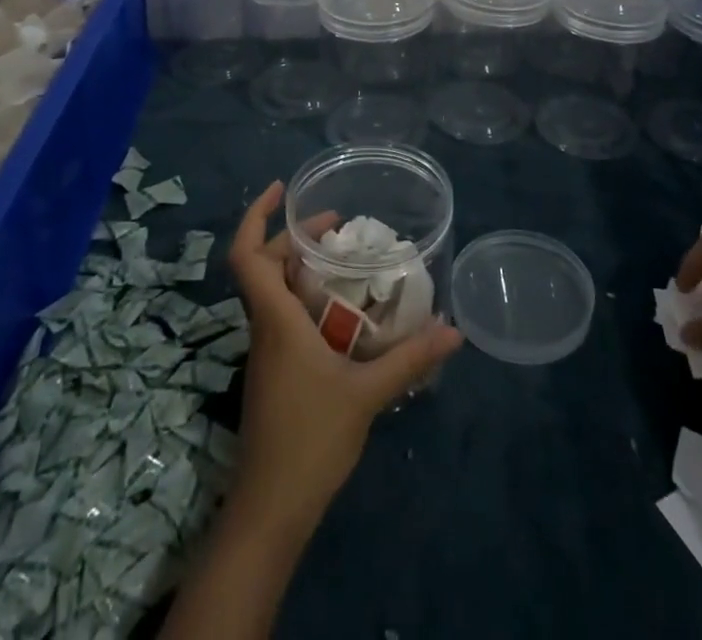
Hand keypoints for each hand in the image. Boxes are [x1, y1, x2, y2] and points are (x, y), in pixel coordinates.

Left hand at [225, 181, 463, 530]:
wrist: (269, 512)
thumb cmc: (310, 441)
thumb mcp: (367, 395)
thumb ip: (410, 359)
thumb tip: (454, 330)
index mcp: (276, 319)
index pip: (247, 255)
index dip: (256, 215)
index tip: (280, 188)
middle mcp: (265, 328)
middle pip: (265, 266)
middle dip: (294, 236)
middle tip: (337, 225)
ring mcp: (266, 352)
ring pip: (274, 292)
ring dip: (301, 267)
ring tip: (345, 260)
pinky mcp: (274, 373)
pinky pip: (284, 316)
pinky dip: (307, 298)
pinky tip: (343, 312)